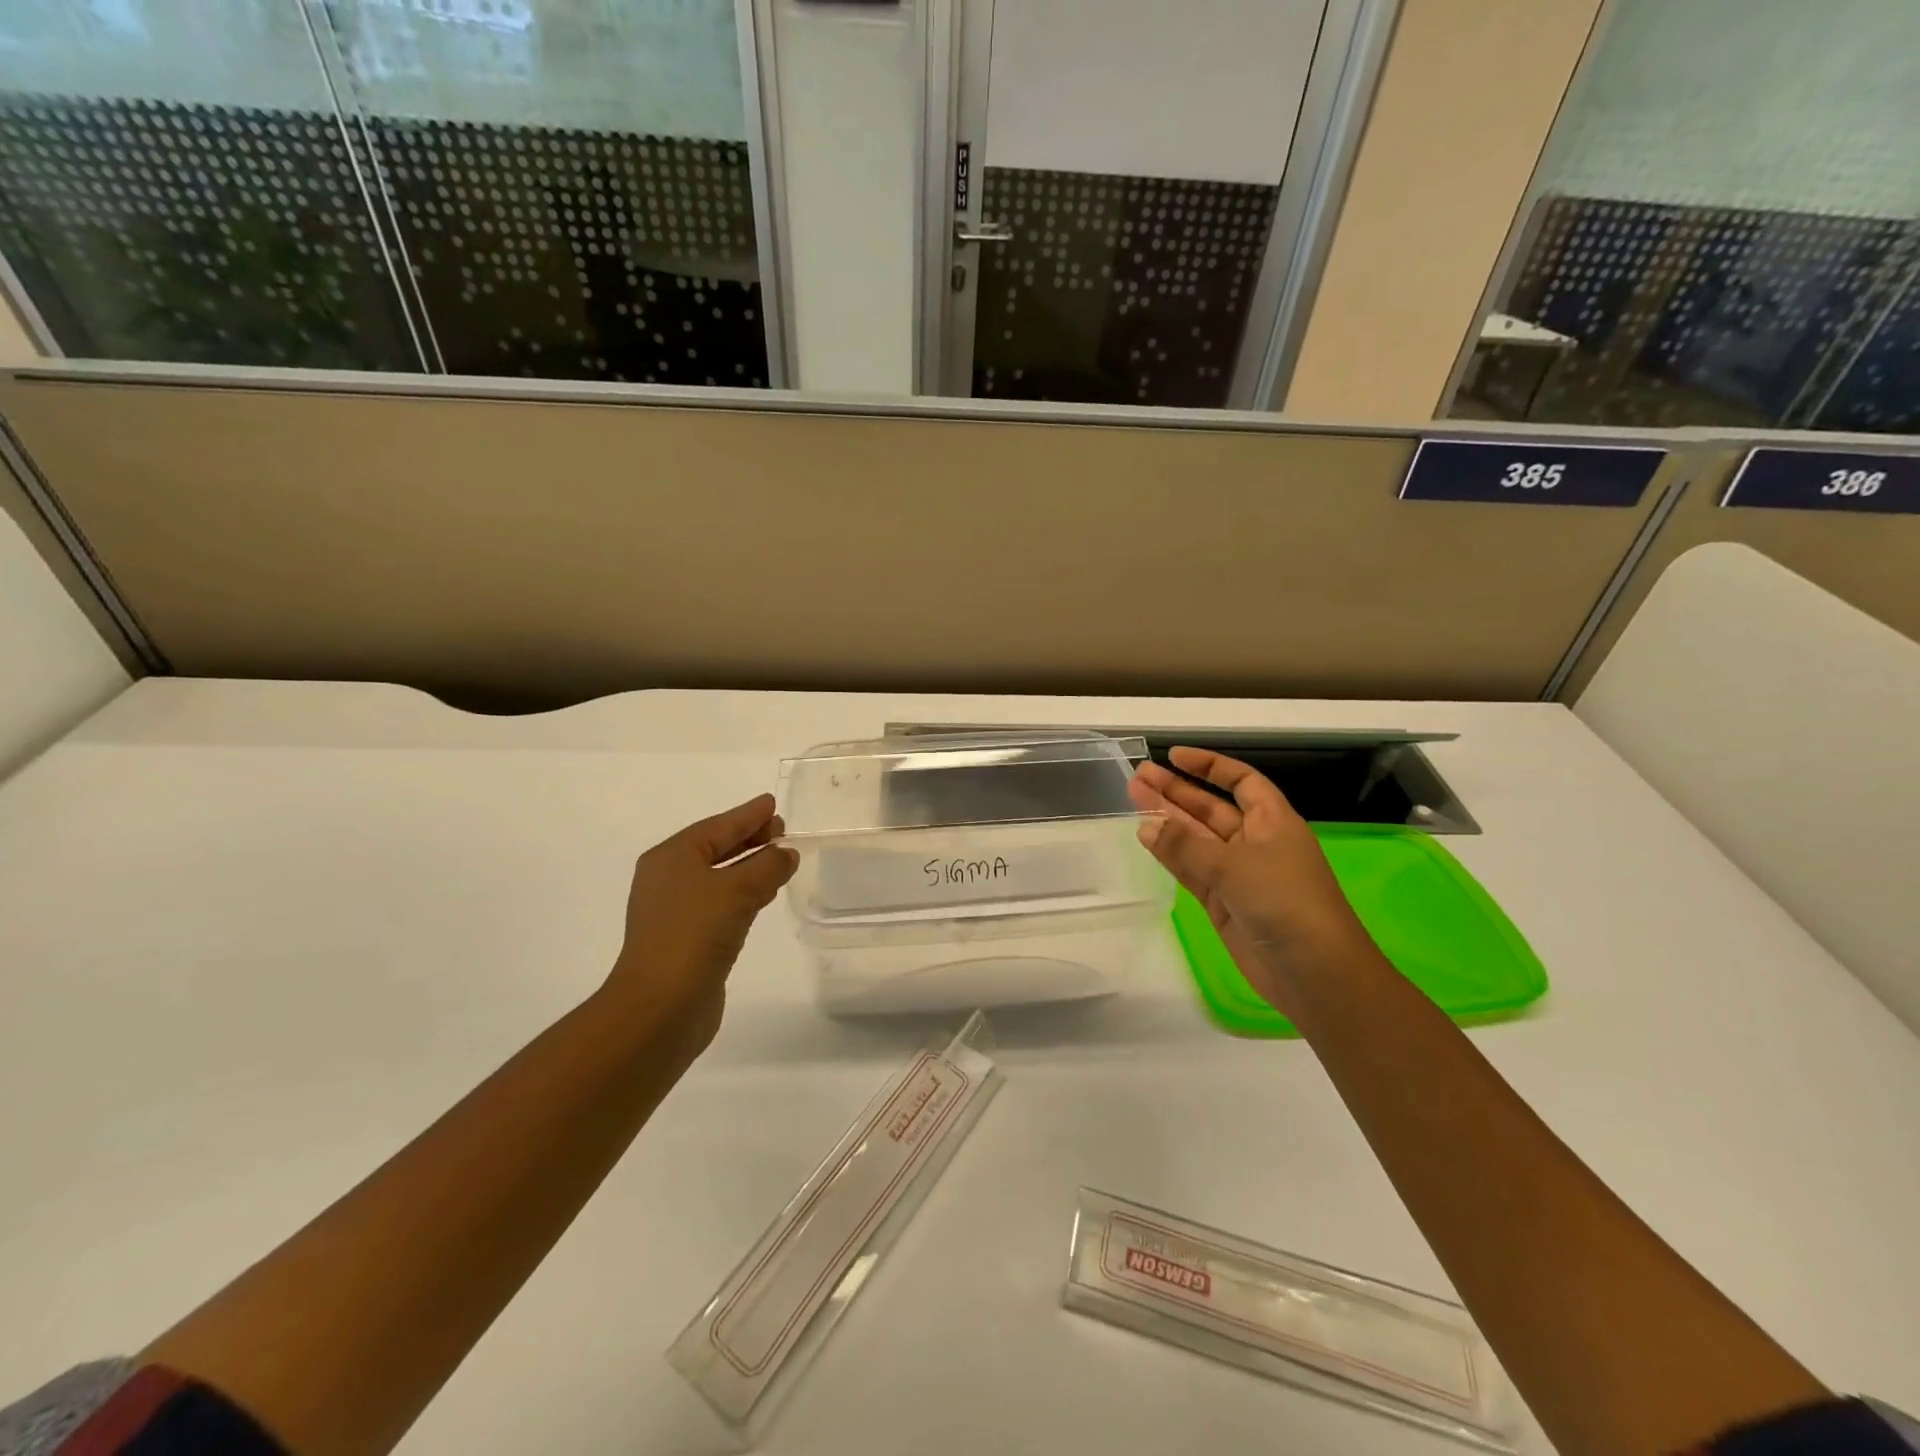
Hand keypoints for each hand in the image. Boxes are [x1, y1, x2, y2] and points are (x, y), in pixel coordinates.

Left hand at [602, 794, 797, 1056]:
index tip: (772, 803)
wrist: (660, 1008)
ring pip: (720, 877)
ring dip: (749, 866)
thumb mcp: (738, 890)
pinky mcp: (687, 940)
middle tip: (781, 829)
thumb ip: (768, 866)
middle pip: (716, 848)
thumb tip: (786, 853)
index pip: (718, 826)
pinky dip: (744, 893)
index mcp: (672, 857)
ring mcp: (676, 911)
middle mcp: (669, 879)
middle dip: (749, 838)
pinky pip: (721, 903)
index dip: (748, 814)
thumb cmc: (694, 935)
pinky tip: (765, 895)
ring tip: (780, 858)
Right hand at [1127, 748, 1382, 1014]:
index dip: (1210, 766)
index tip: (1174, 756)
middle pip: (1211, 808)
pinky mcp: (1223, 902)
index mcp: (1273, 822)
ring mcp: (1238, 874)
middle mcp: (1255, 842)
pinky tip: (1145, 837)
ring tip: (1133, 798)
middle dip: (1177, 791)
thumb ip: (1186, 846)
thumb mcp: (1235, 867)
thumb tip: (1146, 825)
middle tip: (1139, 777)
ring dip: (1168, 819)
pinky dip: (1170, 854)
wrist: (1315, 973)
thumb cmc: (1286, 904)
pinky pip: (1191, 869)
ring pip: (1196, 838)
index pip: (1241, 782)